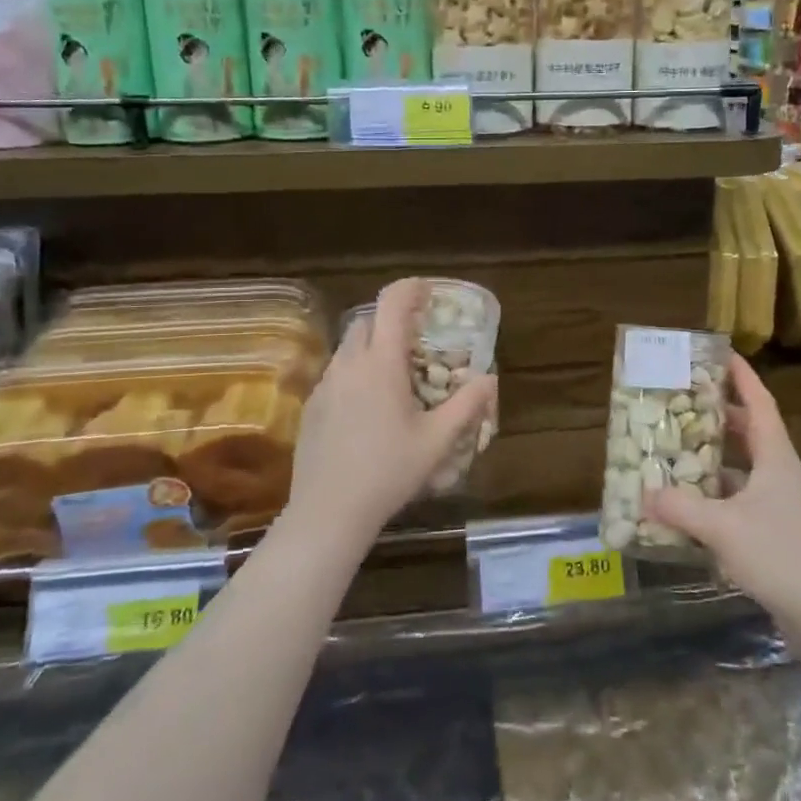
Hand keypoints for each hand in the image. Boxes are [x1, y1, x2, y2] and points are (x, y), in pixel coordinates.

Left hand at [285, 278, 495, 549]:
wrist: (329, 511)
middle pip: (367, 321)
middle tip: (416, 338)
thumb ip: (467, 405)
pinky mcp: (311, 406)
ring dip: (372, 346)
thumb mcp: (437, 441)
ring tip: (394, 374)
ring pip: (349, 347)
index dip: (411, 288)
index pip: (392, 304)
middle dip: (391, 319)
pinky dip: (355, 372)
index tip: (428, 292)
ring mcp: (325, 384)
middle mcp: (350, 364)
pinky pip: (336, 373)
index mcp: (382, 364)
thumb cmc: (388, 472)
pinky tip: (367, 406)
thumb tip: (489, 378)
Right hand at [642, 354, 800, 624]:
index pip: (759, 402)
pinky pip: (739, 503)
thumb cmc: (781, 555)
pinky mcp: (776, 535)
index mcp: (774, 457)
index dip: (741, 376)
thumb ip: (681, 508)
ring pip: (742, 469)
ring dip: (713, 459)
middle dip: (718, 415)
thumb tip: (644, 494)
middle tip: (682, 402)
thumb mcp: (723, 527)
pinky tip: (688, 508)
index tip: (721, 353)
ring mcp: (780, 506)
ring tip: (676, 450)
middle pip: (749, 432)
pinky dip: (714, 499)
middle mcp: (779, 473)